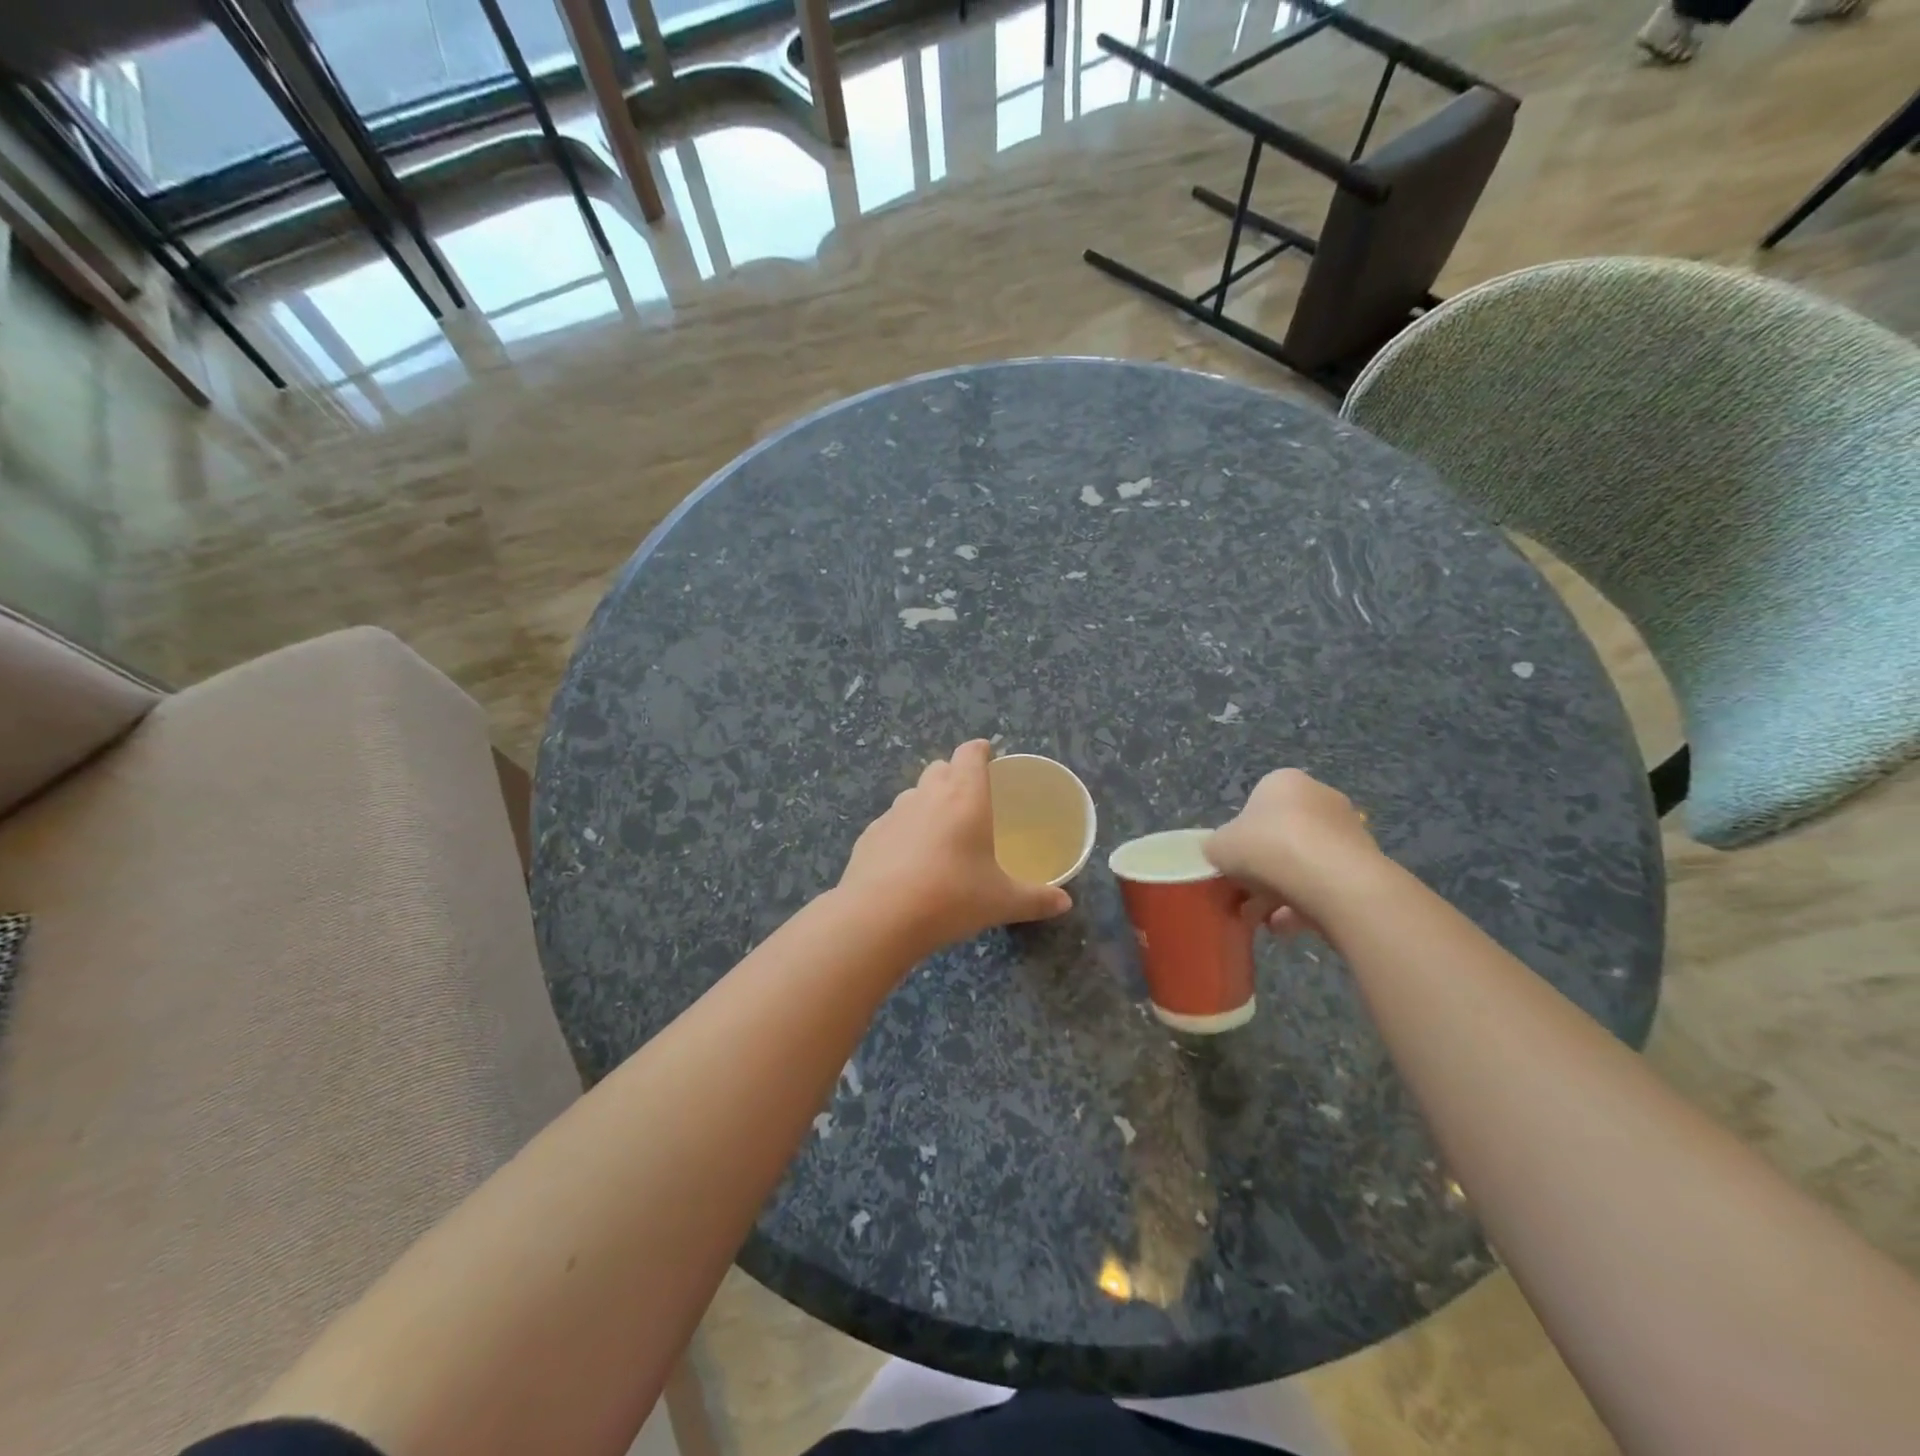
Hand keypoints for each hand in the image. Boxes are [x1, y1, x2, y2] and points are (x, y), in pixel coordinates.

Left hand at [840, 740, 1072, 952]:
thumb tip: (1064, 903)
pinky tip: (908, 860)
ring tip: (939, 832)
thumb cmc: (952, 898)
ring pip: (913, 794)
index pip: (970, 754)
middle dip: (954, 774)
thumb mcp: (1002, 902)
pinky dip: (903, 831)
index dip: (980, 750)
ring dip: (927, 802)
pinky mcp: (869, 836)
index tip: (988, 753)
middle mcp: (927, 795)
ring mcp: (893, 814)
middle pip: (939, 767)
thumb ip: (1036, 899)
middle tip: (969, 799)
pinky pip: (891, 823)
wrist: (880, 917)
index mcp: (965, 797)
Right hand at [1204, 769, 1381, 934]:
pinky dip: (1306, 905)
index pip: (1255, 807)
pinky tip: (1286, 927)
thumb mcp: (1219, 846)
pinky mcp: (1365, 865)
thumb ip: (1216, 848)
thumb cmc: (1267, 848)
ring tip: (1263, 920)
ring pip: (1304, 864)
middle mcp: (1320, 798)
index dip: (1240, 838)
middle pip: (1281, 837)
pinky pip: (1326, 885)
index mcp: (1284, 783)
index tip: (1232, 864)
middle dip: (1262, 870)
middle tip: (1244, 897)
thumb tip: (1220, 855)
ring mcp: (1347, 832)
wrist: (1332, 880)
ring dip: (1281, 892)